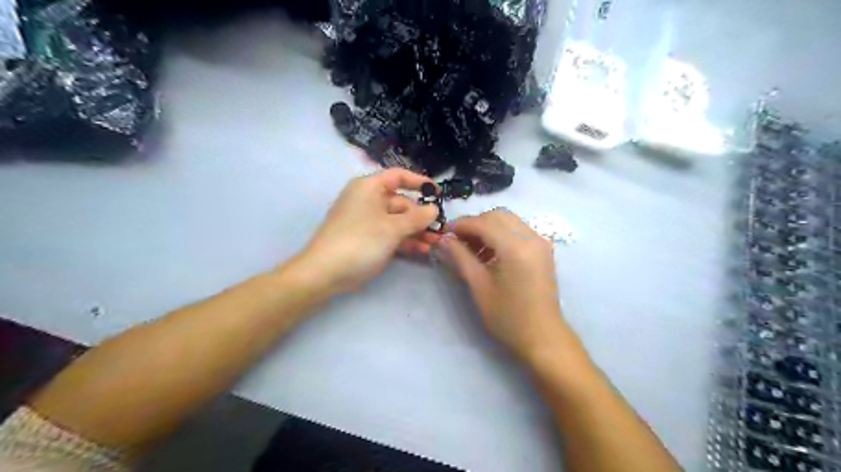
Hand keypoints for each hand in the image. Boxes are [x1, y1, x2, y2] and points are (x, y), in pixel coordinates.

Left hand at [292, 169, 439, 293]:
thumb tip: (434, 208)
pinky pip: (391, 235)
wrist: (325, 273)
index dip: (419, 182)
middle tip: (442, 229)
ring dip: (417, 231)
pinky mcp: (367, 240)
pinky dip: (406, 241)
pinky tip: (424, 251)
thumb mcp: (392, 227)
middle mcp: (368, 200)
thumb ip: (416, 217)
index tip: (439, 193)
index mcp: (369, 187)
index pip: (398, 176)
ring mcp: (368, 222)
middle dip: (422, 216)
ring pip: (398, 221)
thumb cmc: (360, 241)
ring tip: (437, 243)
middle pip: (401, 202)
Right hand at [437, 211, 567, 361]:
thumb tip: (443, 240)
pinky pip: (518, 230)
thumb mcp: (479, 286)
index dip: (461, 225)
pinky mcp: (543, 250)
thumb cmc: (508, 317)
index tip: (444, 233)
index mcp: (516, 248)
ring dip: (487, 228)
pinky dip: (501, 234)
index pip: (484, 223)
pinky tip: (489, 253)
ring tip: (471, 249)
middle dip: (474, 224)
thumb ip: (461, 257)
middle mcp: (531, 238)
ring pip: (508, 221)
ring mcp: (540, 242)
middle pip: (498, 216)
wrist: (542, 337)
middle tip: (457, 241)